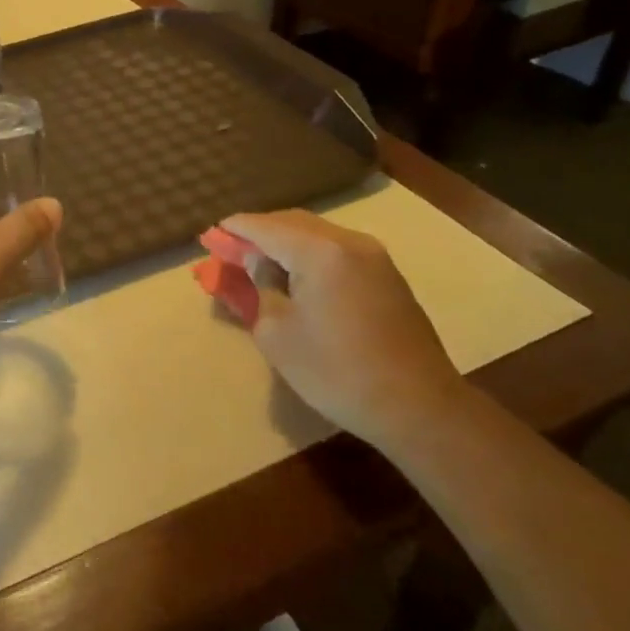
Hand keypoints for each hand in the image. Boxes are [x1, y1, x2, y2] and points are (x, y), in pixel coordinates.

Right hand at [221, 210, 466, 452]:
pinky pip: (336, 250)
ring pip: (317, 234)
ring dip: (285, 242)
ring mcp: (374, 257)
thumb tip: (257, 264)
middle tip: (232, 250)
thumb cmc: (335, 371)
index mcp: (318, 251)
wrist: (418, 407)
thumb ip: (260, 287)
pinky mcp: (387, 276)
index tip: (211, 234)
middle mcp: (348, 242)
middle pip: (291, 223)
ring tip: (261, 263)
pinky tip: (296, 276)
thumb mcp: (277, 333)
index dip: (234, 229)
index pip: (263, 227)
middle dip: (259, 233)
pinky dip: (309, 254)